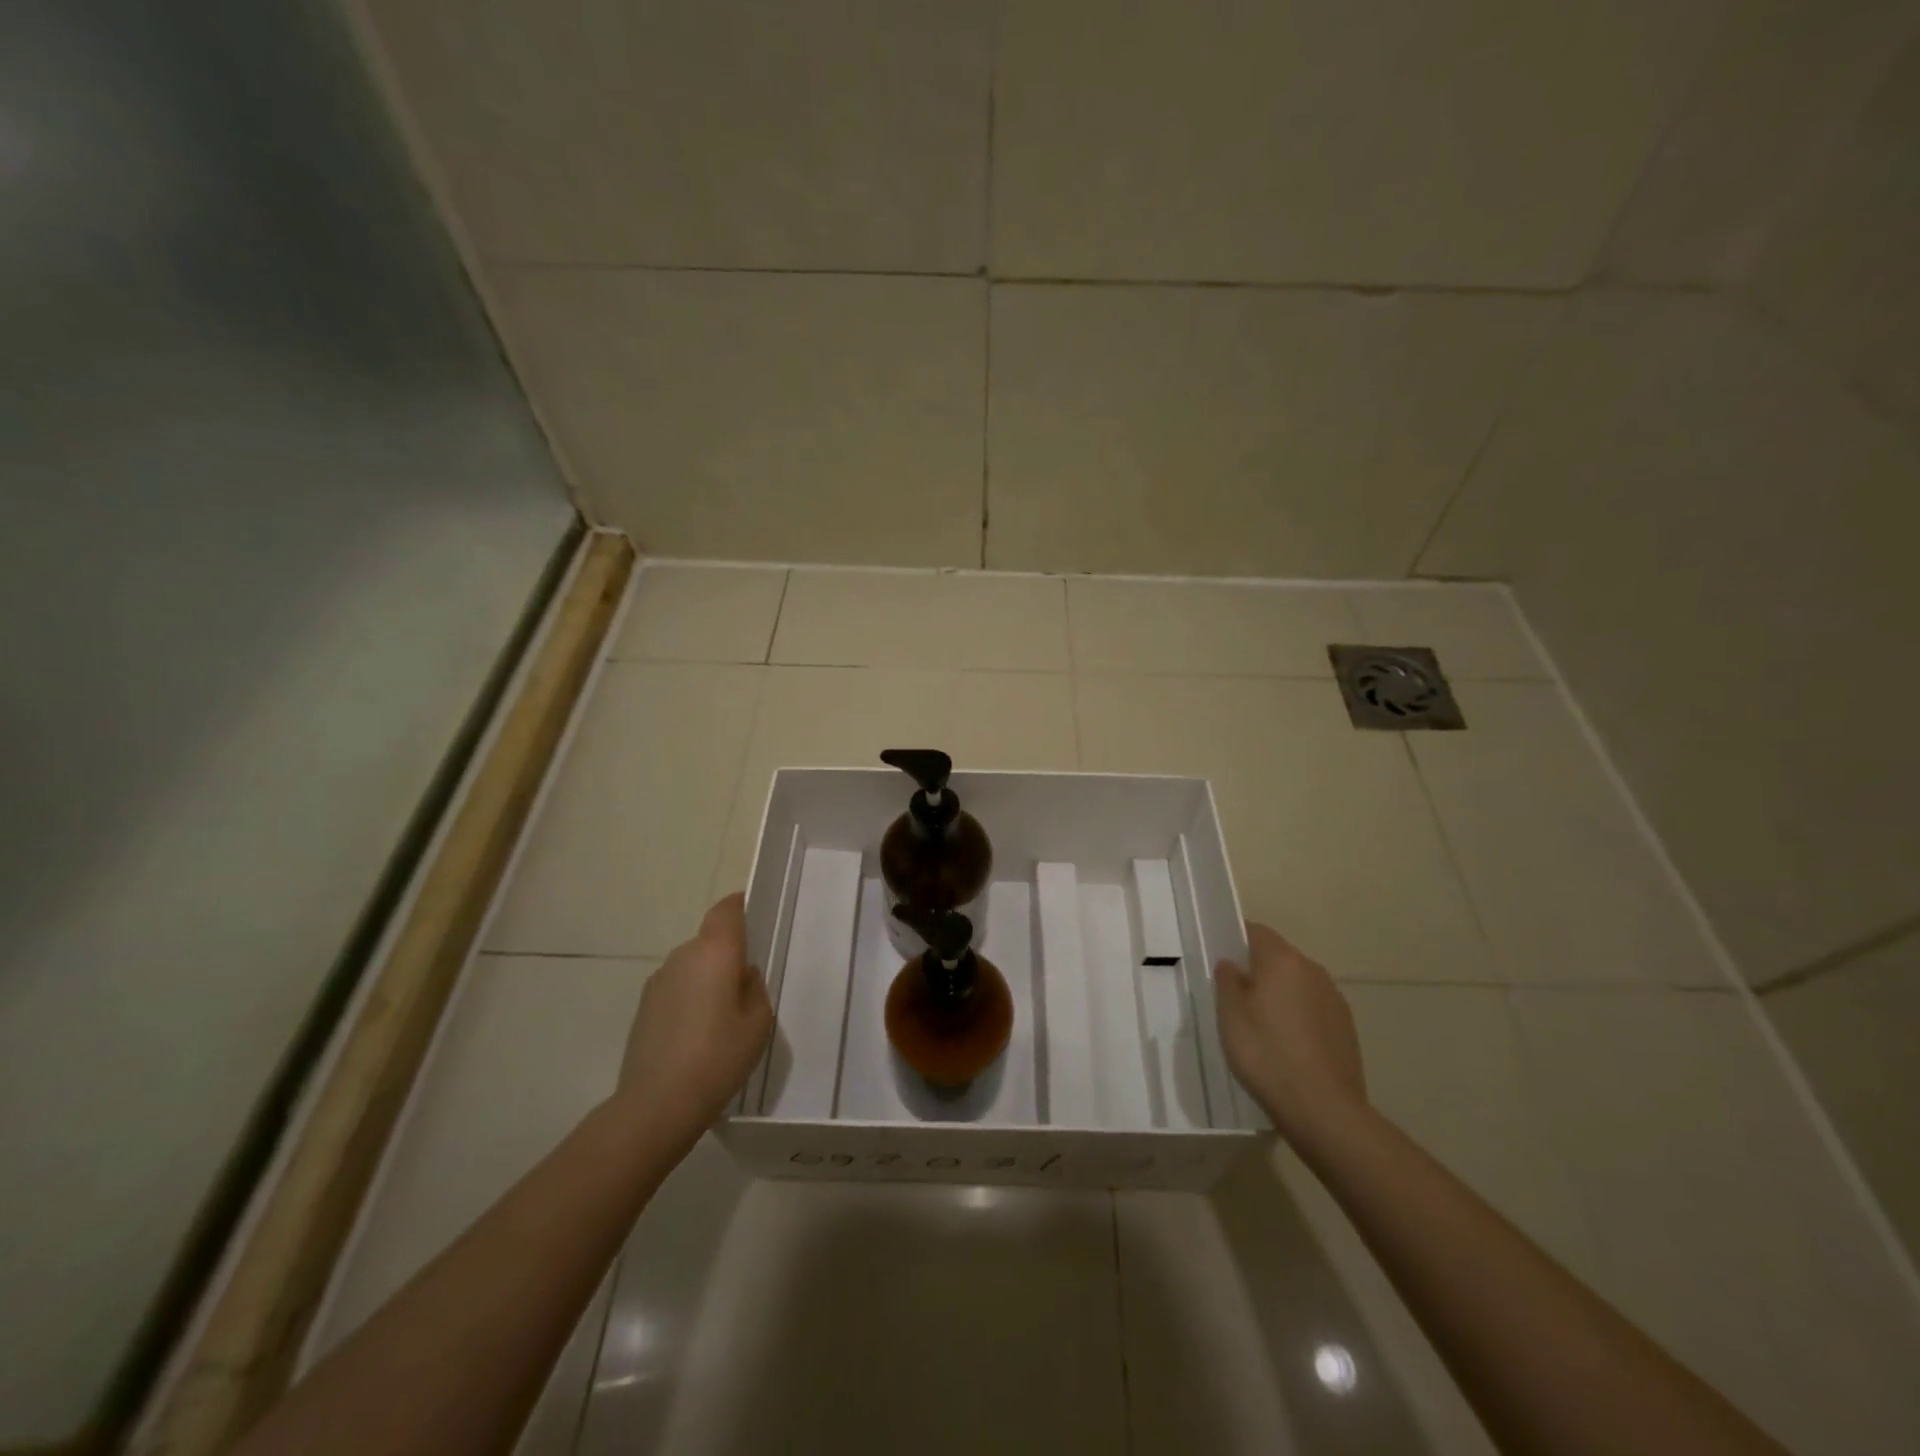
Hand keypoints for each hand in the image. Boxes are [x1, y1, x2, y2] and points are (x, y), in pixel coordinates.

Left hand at [615, 893, 772, 1146]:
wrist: (656, 1104)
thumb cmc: (718, 1057)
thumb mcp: (758, 1022)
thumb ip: (754, 988)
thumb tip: (741, 975)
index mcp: (715, 951)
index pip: (727, 909)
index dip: (740, 906)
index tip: (755, 916)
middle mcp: (683, 956)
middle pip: (710, 940)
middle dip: (728, 955)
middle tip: (747, 986)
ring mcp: (658, 981)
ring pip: (692, 966)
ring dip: (707, 980)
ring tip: (722, 1018)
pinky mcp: (644, 1007)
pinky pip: (676, 989)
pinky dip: (690, 1000)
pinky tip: (698, 1036)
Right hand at [1215, 923, 1367, 1145]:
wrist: (1323, 1109)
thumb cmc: (1266, 1053)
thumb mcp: (1230, 1014)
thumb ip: (1227, 980)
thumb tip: (1232, 964)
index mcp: (1283, 960)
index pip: (1256, 932)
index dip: (1236, 939)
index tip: (1220, 957)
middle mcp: (1313, 971)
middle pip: (1279, 958)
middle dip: (1257, 970)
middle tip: (1234, 996)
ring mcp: (1334, 1000)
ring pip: (1298, 985)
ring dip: (1279, 995)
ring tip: (1260, 1025)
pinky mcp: (1347, 1029)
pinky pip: (1313, 1010)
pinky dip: (1298, 1018)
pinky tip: (1286, 1046)